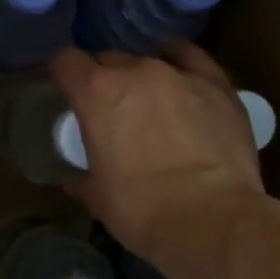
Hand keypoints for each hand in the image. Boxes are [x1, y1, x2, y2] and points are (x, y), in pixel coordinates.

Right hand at [50, 41, 279, 268]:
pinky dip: (179, 62)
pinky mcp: (217, 84)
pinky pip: (191, 58)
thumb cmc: (141, 209)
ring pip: (148, 60)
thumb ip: (81, 177)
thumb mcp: (96, 196)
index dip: (62, 75)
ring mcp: (179, 74)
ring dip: (140, 78)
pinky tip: (178, 76)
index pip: (65, 61)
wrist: (212, 220)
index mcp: (96, 93)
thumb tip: (76, 178)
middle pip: (108, 60)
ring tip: (147, 102)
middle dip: (102, 80)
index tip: (65, 93)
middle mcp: (135, 71)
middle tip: (108, 110)